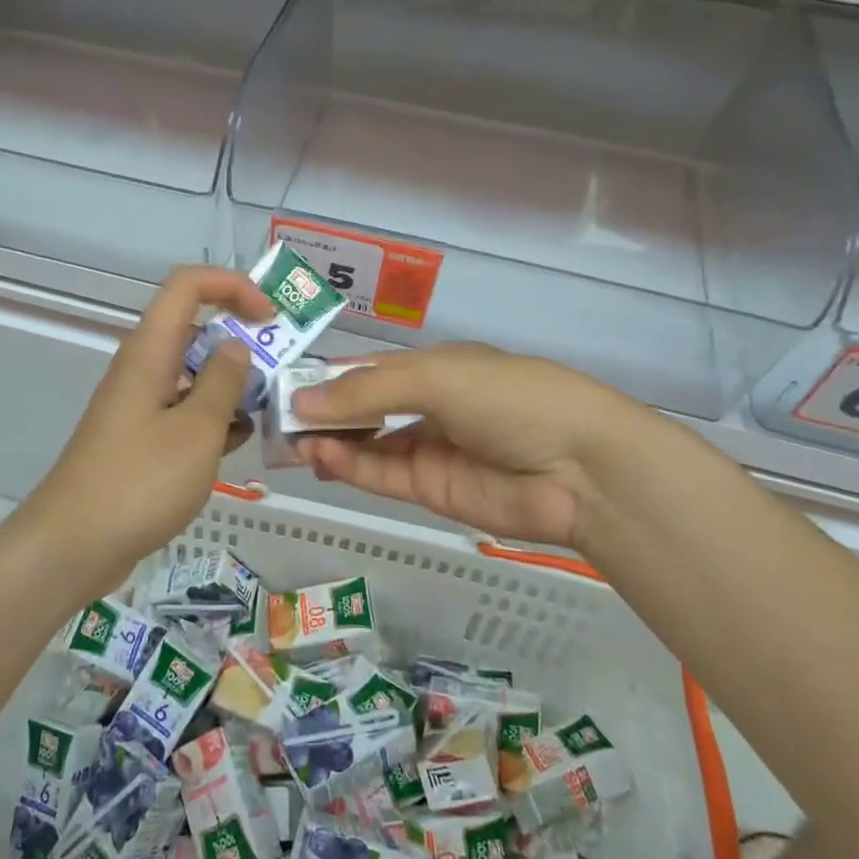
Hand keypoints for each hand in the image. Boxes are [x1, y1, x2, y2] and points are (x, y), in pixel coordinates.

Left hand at [25, 267, 270, 598]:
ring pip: (192, 373)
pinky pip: (183, 410)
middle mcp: (142, 368)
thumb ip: (223, 382)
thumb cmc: (139, 482)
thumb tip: (236, 346)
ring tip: (266, 408)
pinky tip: (238, 442)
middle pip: (194, 327)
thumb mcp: (196, 430)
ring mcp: (139, 404)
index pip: (188, 285)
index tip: (269, 316)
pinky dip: (212, 417)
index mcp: (150, 350)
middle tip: (280, 368)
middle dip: (240, 338)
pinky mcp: (140, 438)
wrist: (73, 546)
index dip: (232, 286)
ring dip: (230, 382)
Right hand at [291, 344, 654, 553]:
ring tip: (291, 441)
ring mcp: (430, 450)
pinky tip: (320, 456)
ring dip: (330, 441)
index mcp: (436, 367)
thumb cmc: (510, 398)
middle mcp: (429, 406)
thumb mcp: (437, 378)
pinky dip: (350, 466)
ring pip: (367, 444)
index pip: (370, 369)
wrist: (581, 468)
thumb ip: (368, 390)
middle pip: (364, 408)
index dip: (329, 376)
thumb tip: (302, 401)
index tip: (284, 383)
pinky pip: (382, 475)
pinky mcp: (432, 490)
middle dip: (323, 411)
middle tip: (276, 418)